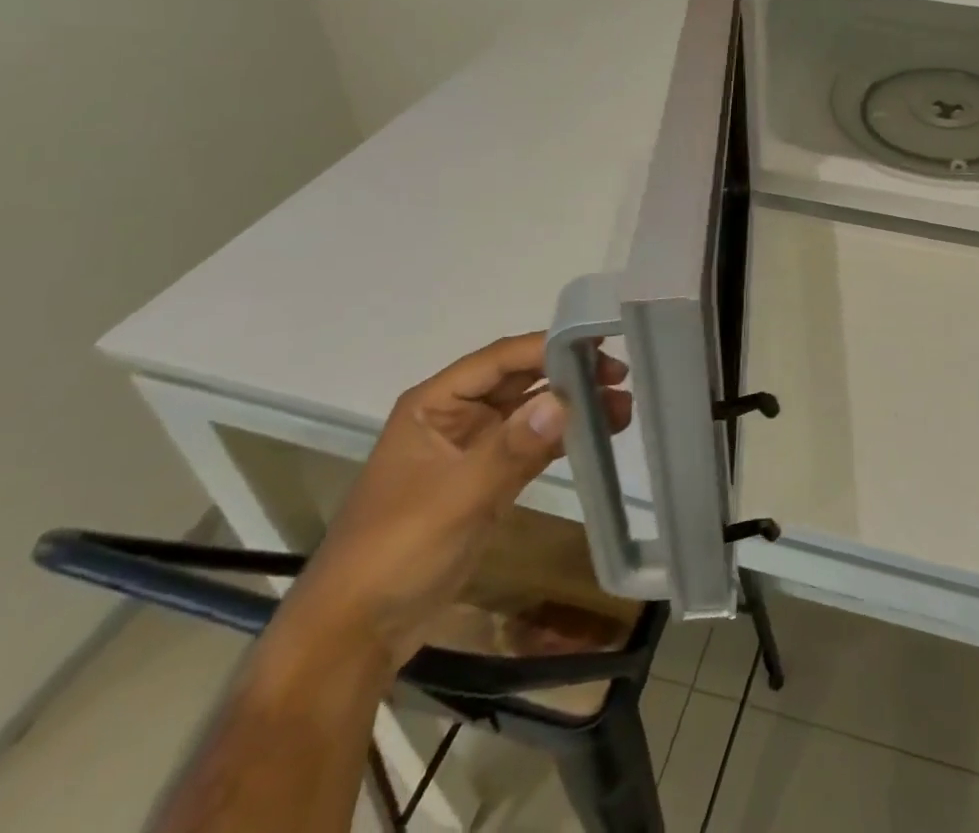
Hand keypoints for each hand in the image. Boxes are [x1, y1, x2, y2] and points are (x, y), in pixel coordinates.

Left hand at [280, 333, 632, 670]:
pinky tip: (600, 433)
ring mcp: (474, 448)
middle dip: (570, 374)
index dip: (549, 347)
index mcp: (435, 403)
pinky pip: (533, 444)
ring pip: (532, 411)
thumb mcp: (456, 497)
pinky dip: (564, 437)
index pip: (500, 359)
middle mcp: (456, 415)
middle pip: (521, 379)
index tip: (601, 343)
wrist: (355, 635)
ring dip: (573, 406)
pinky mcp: (488, 479)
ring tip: (623, 406)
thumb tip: (565, 400)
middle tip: (621, 375)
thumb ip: (511, 447)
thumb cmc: (395, 551)